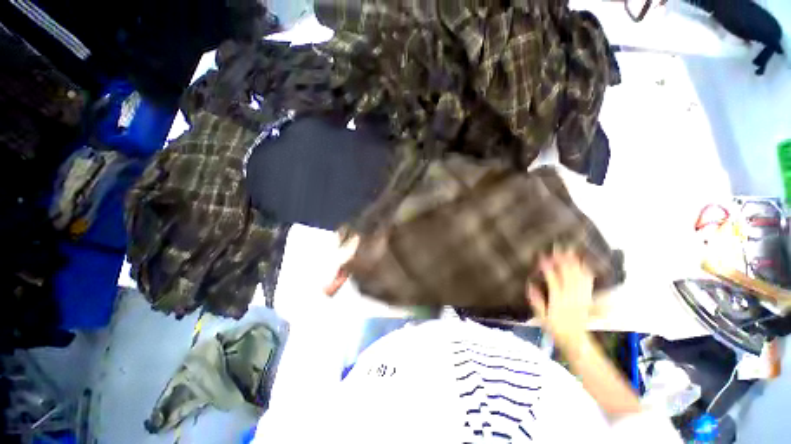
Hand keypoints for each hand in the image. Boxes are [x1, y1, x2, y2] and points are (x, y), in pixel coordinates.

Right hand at [526, 249, 594, 347]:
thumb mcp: (540, 317)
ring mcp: (581, 297)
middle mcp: (571, 297)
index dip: (548, 267)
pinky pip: (588, 283)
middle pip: (568, 275)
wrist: (575, 340)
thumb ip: (536, 301)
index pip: (553, 280)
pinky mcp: (587, 299)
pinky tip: (583, 264)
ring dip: (574, 263)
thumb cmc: (555, 328)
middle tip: (558, 248)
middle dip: (563, 260)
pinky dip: (586, 272)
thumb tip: (530, 285)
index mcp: (558, 301)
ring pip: (579, 277)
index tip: (542, 257)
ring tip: (570, 251)